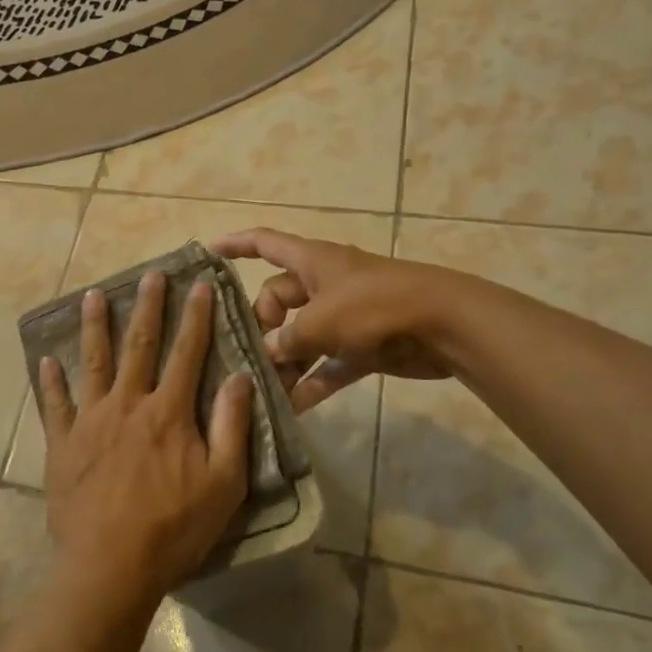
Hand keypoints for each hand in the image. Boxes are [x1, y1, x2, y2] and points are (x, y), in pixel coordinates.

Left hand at [38, 271, 252, 607]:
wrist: (109, 567)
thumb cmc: (174, 528)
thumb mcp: (223, 483)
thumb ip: (232, 426)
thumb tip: (240, 377)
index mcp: (168, 412)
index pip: (187, 352)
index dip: (196, 316)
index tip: (199, 284)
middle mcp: (128, 404)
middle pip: (139, 345)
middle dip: (147, 307)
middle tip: (150, 274)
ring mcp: (90, 421)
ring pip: (93, 362)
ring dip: (94, 327)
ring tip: (93, 296)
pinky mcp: (62, 443)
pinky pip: (55, 405)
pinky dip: (50, 382)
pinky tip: (45, 361)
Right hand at [211, 228, 461, 410]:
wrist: (444, 324)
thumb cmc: (375, 306)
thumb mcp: (322, 320)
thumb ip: (288, 338)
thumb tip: (267, 353)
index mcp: (311, 261)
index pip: (264, 243)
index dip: (235, 245)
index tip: (207, 253)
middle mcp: (323, 284)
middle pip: (277, 299)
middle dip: (261, 327)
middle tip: (248, 358)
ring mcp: (344, 315)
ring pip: (302, 336)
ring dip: (285, 361)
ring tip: (263, 390)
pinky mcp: (363, 345)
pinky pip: (328, 363)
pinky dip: (313, 381)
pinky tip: (294, 407)